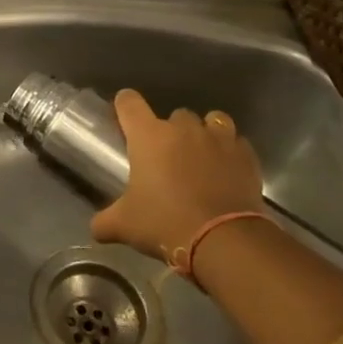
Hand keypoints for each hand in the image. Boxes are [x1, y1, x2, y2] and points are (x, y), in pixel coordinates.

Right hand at [91, 89, 266, 262]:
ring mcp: (218, 139)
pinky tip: (227, 172)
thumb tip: (96, 229)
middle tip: (167, 158)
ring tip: (202, 156)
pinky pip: (237, 143)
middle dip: (171, 132)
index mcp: (149, 136)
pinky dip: (231, 153)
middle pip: (175, 114)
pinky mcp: (246, 155)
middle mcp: (183, 129)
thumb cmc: (165, 223)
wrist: (223, 240)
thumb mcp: (126, 225)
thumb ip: (105, 221)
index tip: (125, 118)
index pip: (130, 103)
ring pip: (212, 120)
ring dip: (205, 133)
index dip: (125, 106)